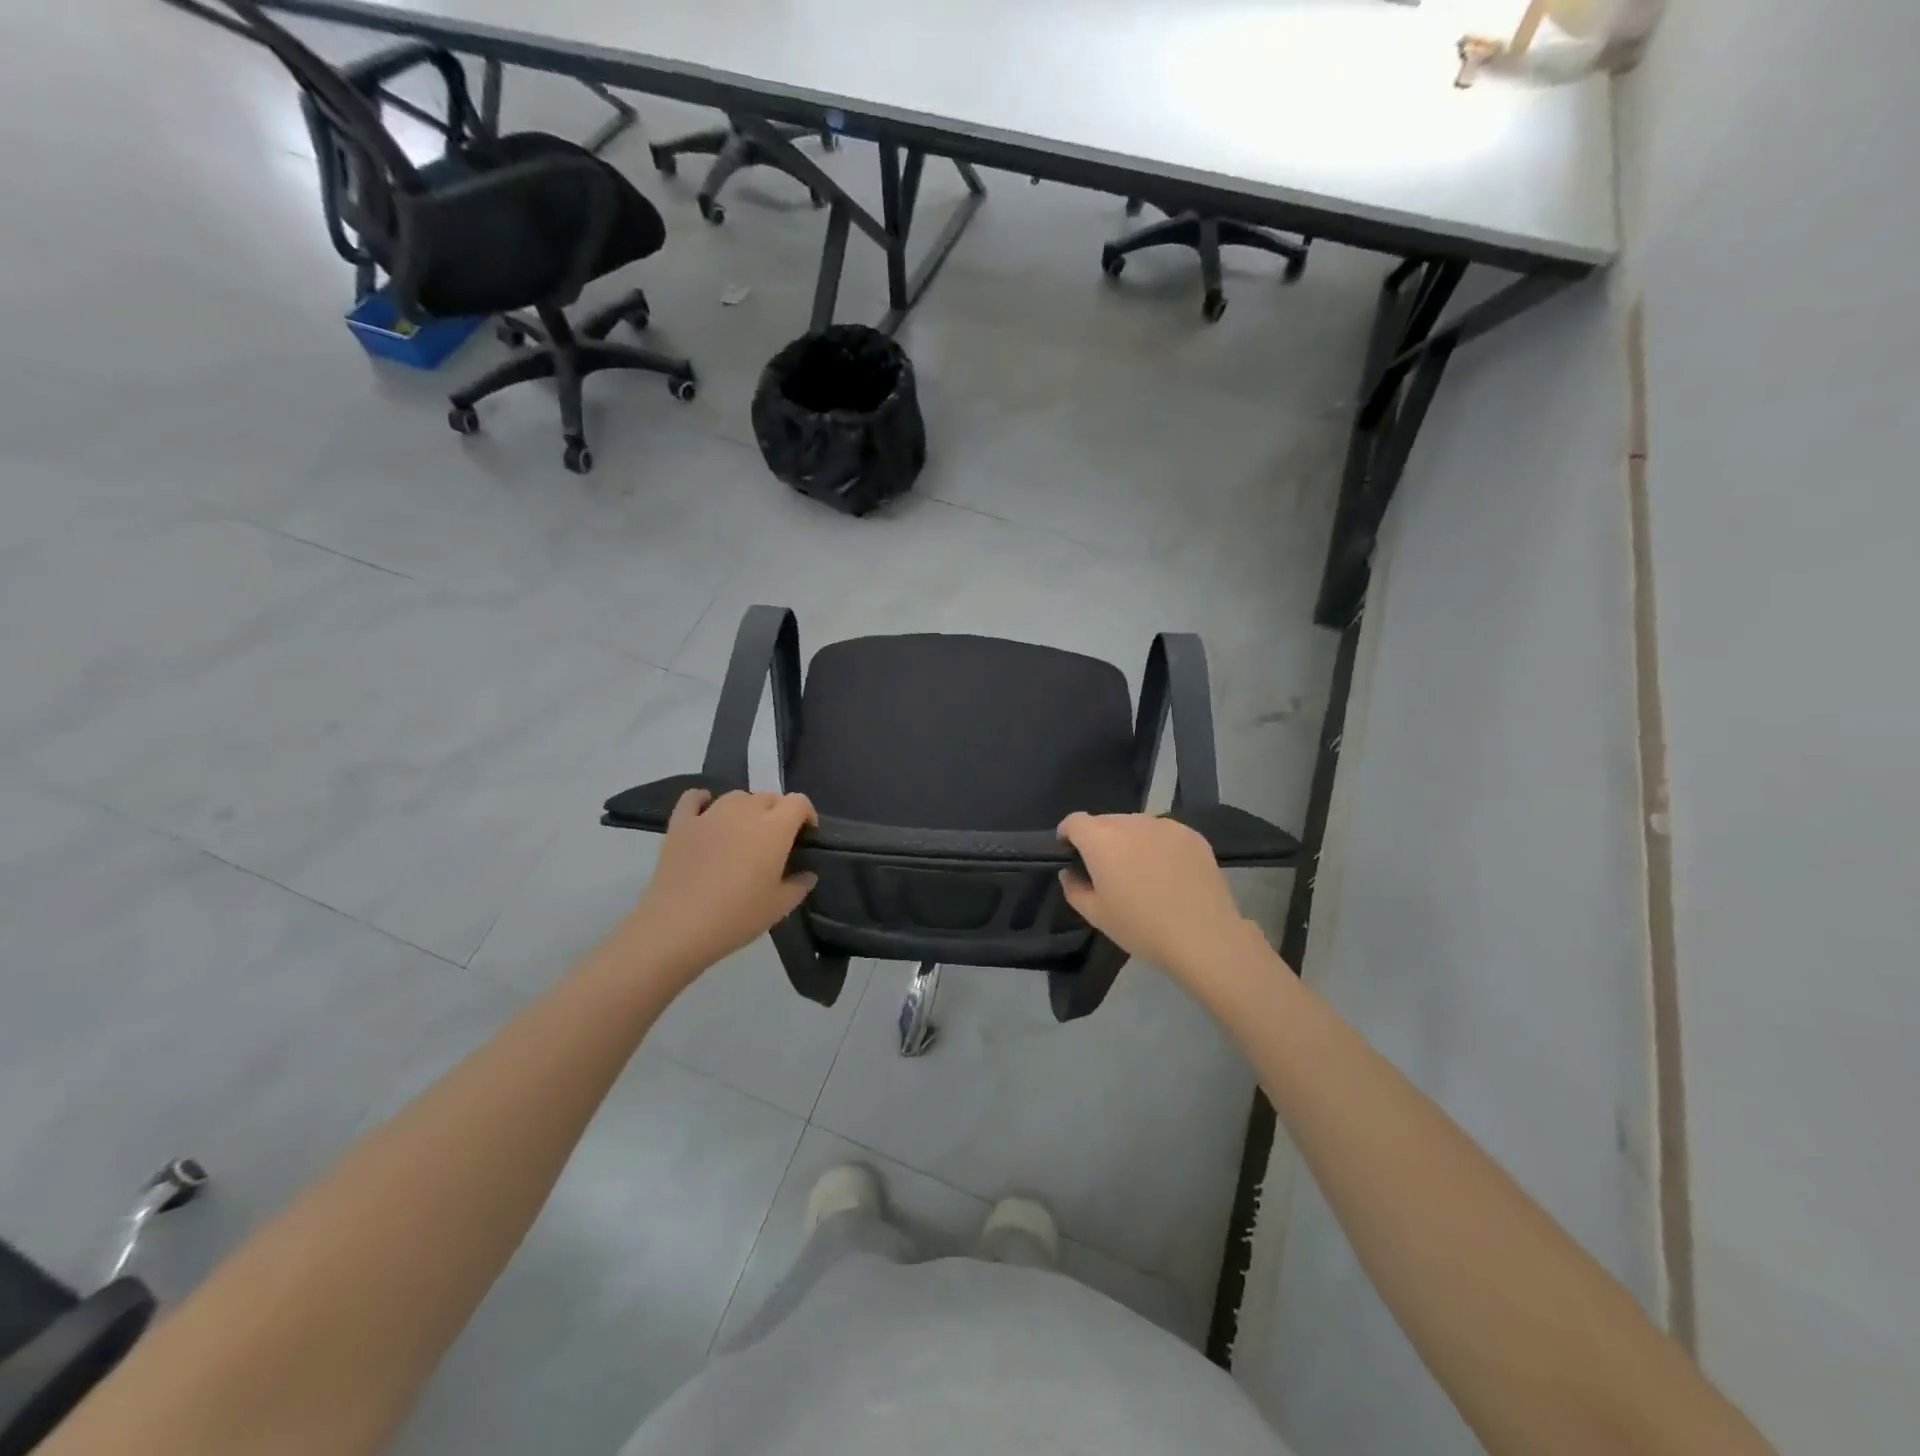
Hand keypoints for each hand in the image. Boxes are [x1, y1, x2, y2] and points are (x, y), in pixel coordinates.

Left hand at [617, 789, 817, 989]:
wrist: (678, 927)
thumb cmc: (737, 917)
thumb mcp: (779, 907)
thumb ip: (799, 885)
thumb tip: (807, 874)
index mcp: (775, 828)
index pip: (799, 802)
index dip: (806, 814)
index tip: (805, 836)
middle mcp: (745, 811)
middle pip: (768, 797)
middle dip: (777, 812)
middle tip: (774, 841)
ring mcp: (710, 814)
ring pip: (736, 796)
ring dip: (746, 808)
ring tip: (743, 832)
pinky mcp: (681, 823)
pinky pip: (694, 798)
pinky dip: (703, 800)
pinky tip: (706, 813)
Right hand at [1058, 812, 1272, 990]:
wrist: (1204, 936)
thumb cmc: (1142, 928)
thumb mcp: (1097, 916)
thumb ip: (1074, 889)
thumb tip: (1070, 872)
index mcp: (1102, 840)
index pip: (1074, 821)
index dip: (1067, 835)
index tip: (1070, 854)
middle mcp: (1131, 823)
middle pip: (1105, 821)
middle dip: (1099, 839)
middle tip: (1108, 870)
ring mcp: (1164, 825)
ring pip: (1135, 825)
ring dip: (1129, 840)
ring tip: (1141, 871)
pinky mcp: (1191, 834)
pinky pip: (1163, 832)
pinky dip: (1157, 845)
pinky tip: (1169, 872)